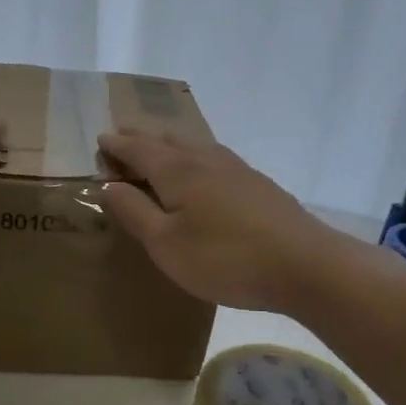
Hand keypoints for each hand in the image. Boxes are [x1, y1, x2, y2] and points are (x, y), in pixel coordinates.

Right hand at [97, 131, 343, 312]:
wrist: (304, 265)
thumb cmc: (224, 258)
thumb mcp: (166, 244)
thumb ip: (134, 212)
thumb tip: (108, 184)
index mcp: (177, 171)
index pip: (139, 149)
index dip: (117, 144)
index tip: (101, 139)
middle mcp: (206, 160)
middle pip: (168, 141)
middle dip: (142, 139)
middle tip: (124, 140)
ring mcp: (237, 170)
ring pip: (195, 147)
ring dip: (171, 146)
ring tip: (159, 152)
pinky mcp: (259, 185)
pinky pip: (215, 160)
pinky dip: (195, 159)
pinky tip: (205, 175)